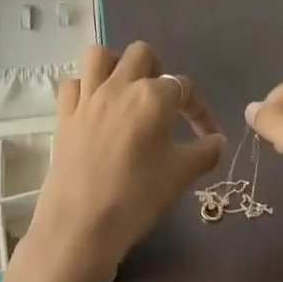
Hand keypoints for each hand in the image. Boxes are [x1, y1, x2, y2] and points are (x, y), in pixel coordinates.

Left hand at [0, 42, 224, 281]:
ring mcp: (88, 97)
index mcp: (153, 97)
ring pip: (100, 55)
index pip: (185, 87)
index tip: (206, 135)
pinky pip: (73, 83)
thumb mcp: (181, 176)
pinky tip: (94, 108)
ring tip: (126, 91)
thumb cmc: (136, 199)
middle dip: (157, 70)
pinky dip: (84, 88)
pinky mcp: (64, 114)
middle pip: (142, 54)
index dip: (199, 110)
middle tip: (162, 101)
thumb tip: (218, 141)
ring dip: (116, 65)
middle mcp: (120, 86)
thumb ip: (205, 152)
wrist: (80, 227)